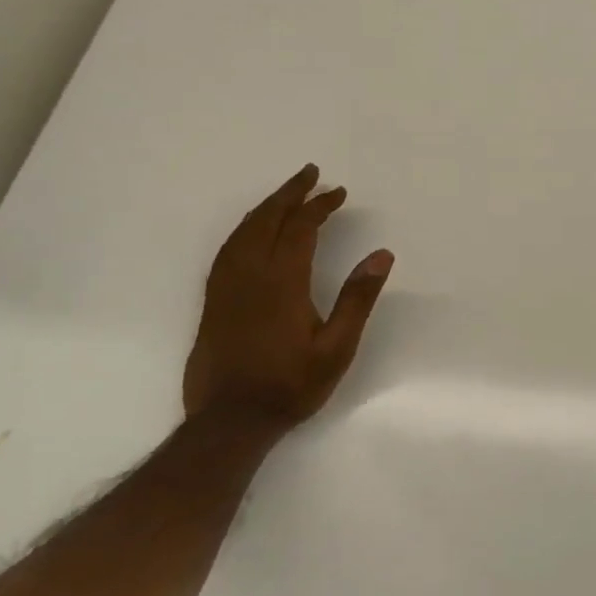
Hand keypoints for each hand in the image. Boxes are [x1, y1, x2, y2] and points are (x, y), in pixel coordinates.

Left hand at [182, 163, 393, 430]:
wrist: (229, 421)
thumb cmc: (290, 385)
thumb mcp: (337, 348)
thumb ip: (358, 299)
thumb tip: (382, 254)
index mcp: (282, 282)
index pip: (301, 228)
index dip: (320, 205)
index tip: (339, 192)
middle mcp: (250, 274)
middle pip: (267, 219)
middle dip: (291, 193)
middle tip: (311, 173)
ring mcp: (226, 286)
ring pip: (243, 231)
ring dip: (266, 206)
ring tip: (287, 193)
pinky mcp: (213, 300)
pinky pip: (227, 248)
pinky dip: (245, 228)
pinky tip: (253, 230)